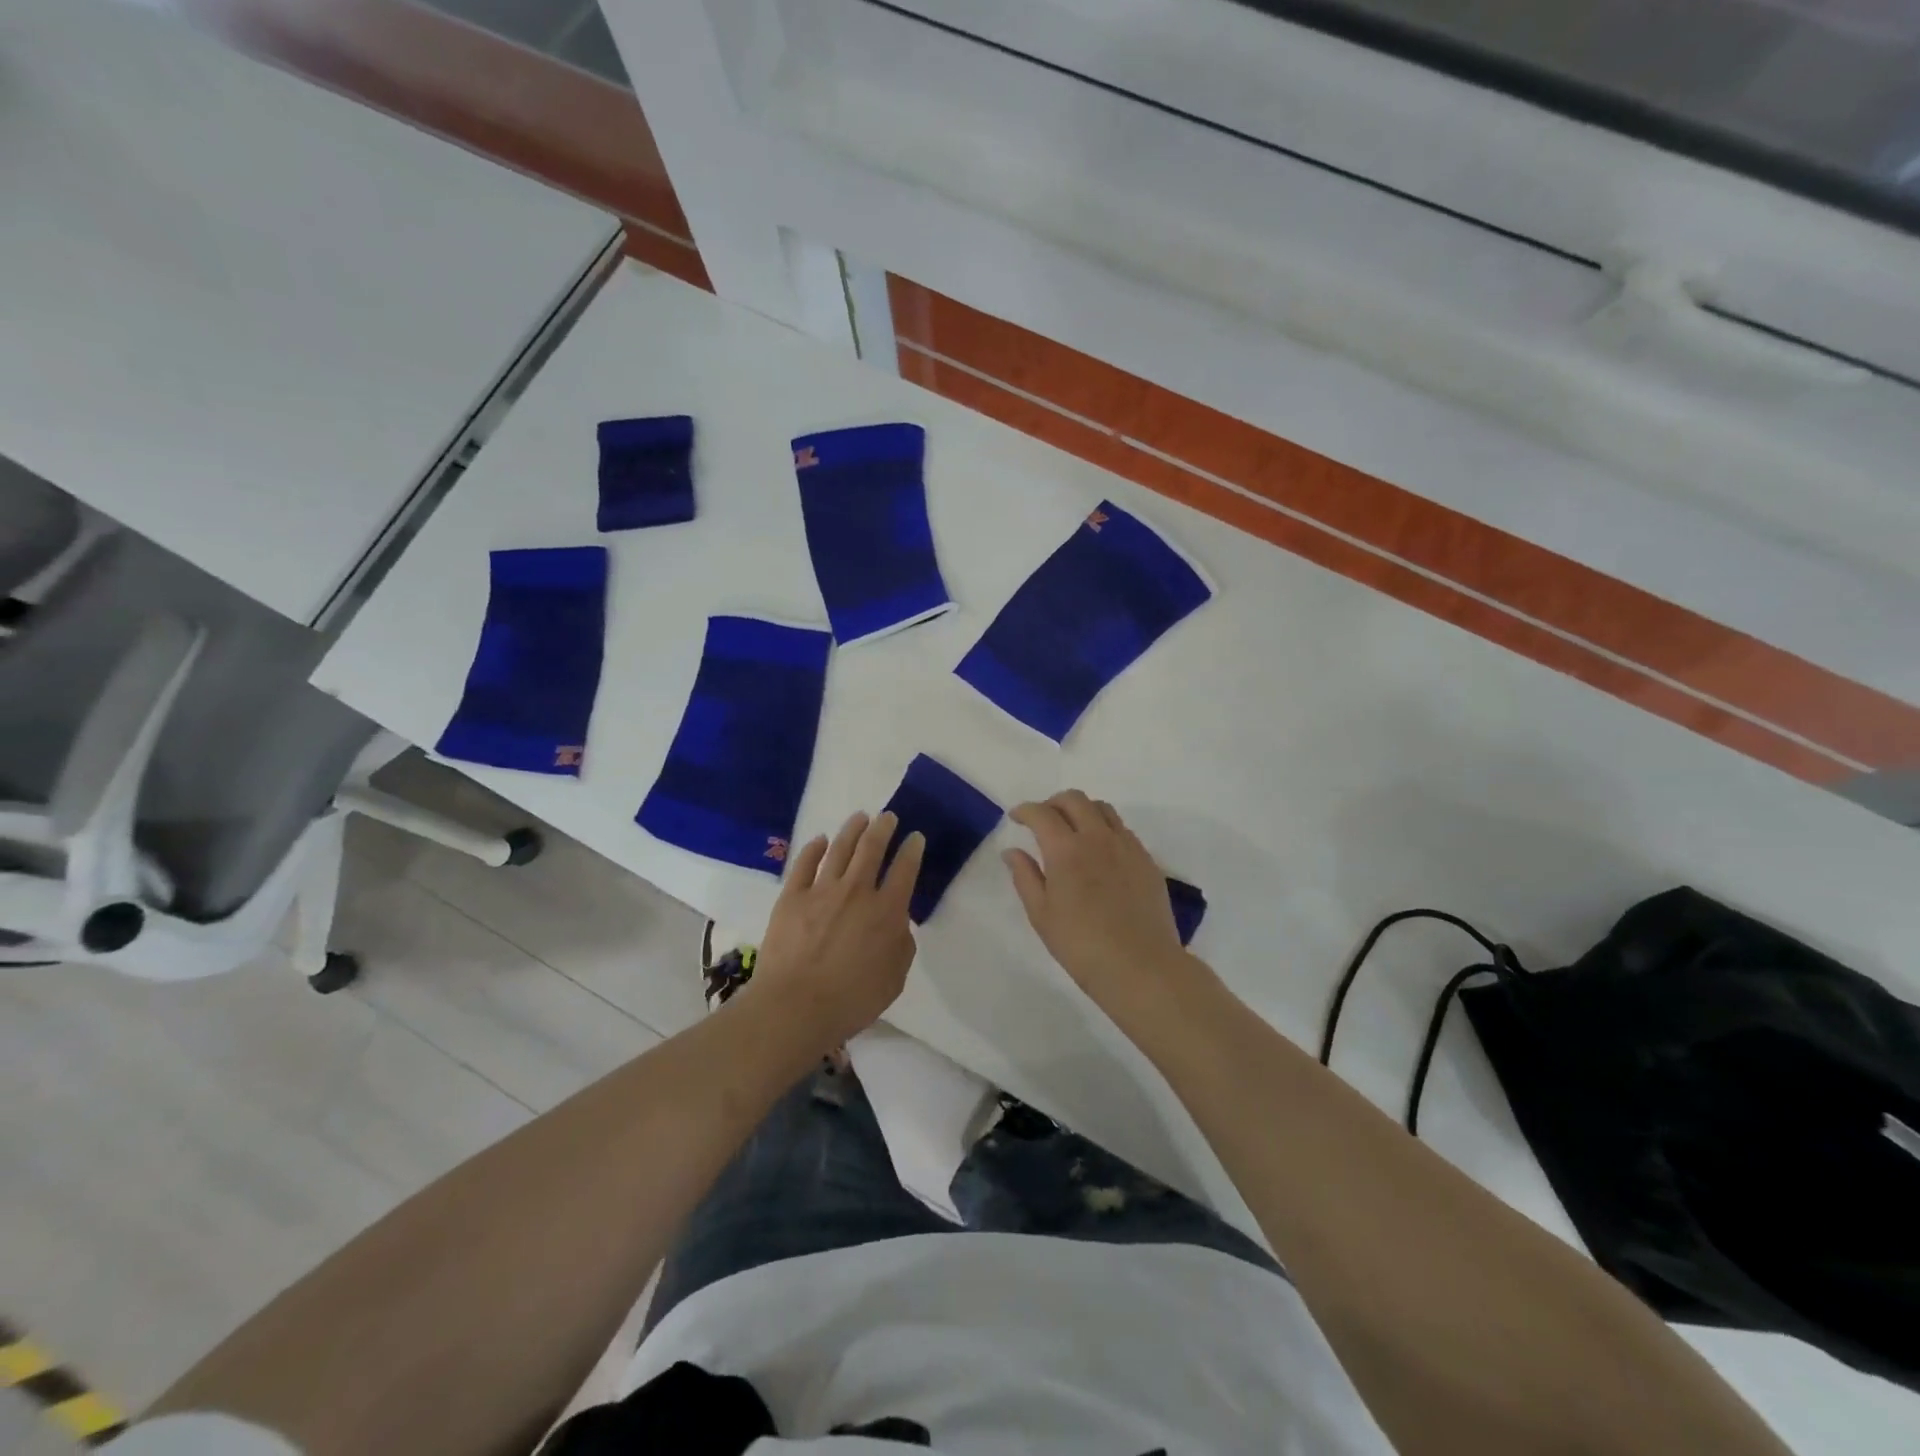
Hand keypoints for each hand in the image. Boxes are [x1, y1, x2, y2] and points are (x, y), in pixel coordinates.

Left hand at [747, 810, 924, 1050]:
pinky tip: (820, 841)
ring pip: (840, 848)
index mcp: (886, 911)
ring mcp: (821, 891)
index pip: (905, 870)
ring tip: (860, 817)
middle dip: (883, 828)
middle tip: (888, 816)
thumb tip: (897, 923)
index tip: (915, 837)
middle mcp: (857, 891)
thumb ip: (901, 945)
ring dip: (852, 829)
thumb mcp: (894, 979)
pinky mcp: (791, 896)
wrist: (795, 1006)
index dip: (912, 850)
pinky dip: (814, 848)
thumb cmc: (851, 1000)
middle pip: (872, 848)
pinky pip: (805, 864)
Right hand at [1005, 791, 1209, 1027]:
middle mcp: (1097, 837)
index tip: (1015, 818)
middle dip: (1053, 803)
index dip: (1025, 810)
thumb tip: (1012, 851)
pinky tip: (1100, 852)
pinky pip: (1122, 829)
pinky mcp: (1146, 859)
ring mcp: (1126, 846)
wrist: (1141, 966)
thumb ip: (1025, 876)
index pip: (1041, 813)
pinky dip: (1104, 828)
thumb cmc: (1081, 945)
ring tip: (1073, 830)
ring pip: (1102, 809)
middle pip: (1074, 800)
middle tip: (1042, 820)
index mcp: (1066, 849)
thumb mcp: (1041, 914)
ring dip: (1082, 810)